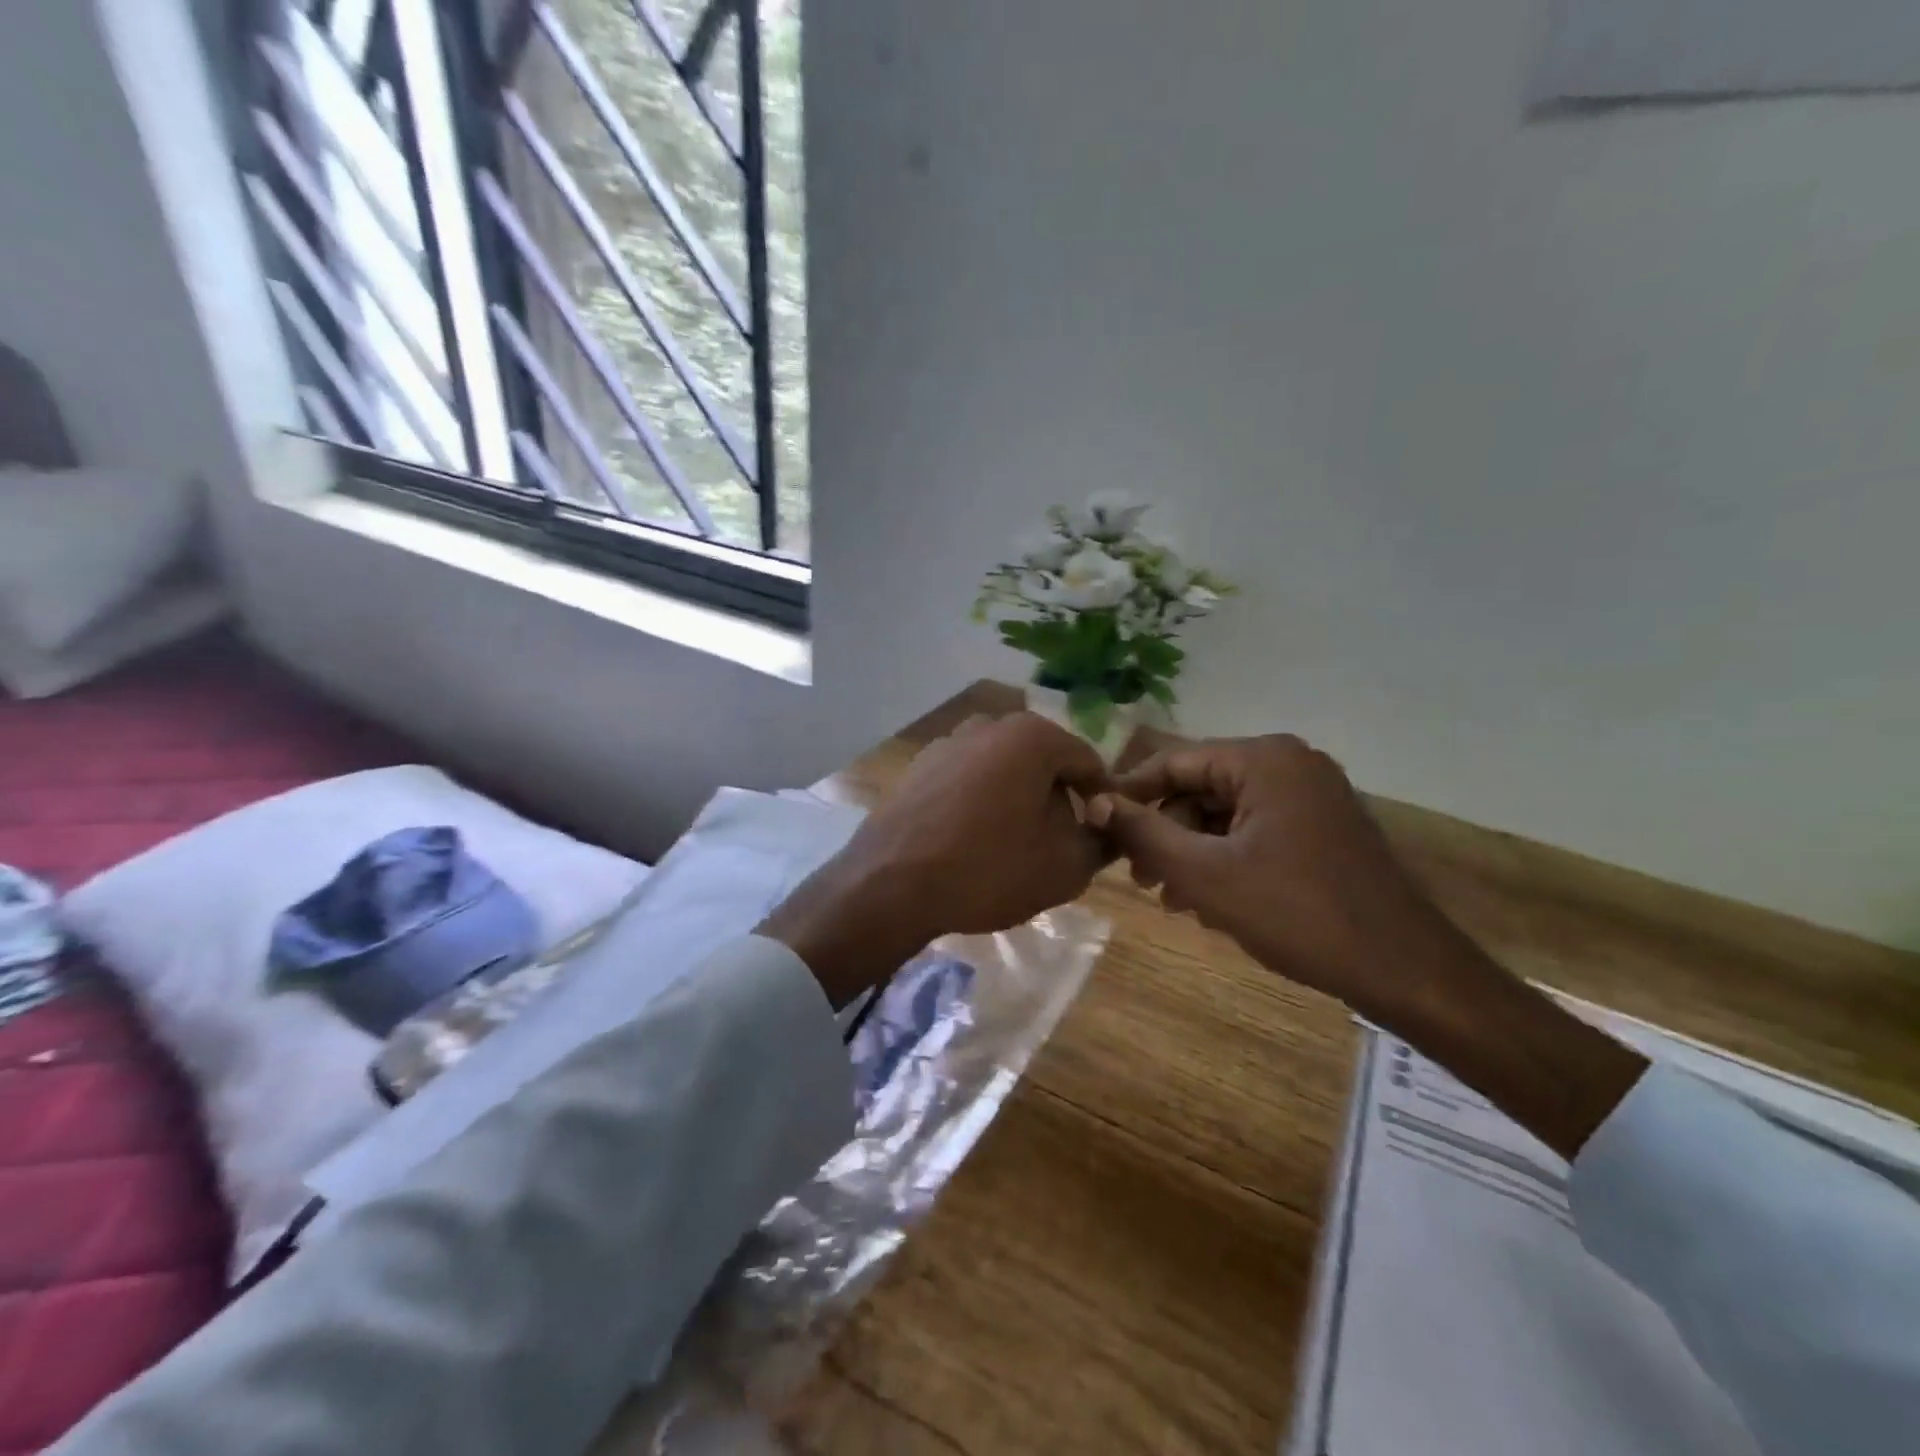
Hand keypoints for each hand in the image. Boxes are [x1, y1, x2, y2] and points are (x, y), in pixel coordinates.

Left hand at [763, 713, 1109, 1005]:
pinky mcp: (918, 766)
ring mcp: (948, 742)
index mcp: (1032, 736)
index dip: (1102, 801)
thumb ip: (1100, 842)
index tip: (1100, 836)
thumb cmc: (989, 869)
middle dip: (1057, 800)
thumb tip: (1106, 828)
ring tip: (1014, 847)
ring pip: (1003, 770)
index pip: (1088, 763)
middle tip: (1059, 844)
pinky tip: (972, 842)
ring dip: (1018, 800)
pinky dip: (981, 803)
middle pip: (1043, 762)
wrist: (891, 884)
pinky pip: (968, 780)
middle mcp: (989, 725)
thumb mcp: (1064, 866)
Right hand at [1088, 735, 1450, 1020]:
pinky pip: (1255, 829)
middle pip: (1200, 787)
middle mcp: (1289, 763)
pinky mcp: (1323, 825)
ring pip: (1226, 813)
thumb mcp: (1205, 874)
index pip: (1174, 762)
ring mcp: (1311, 794)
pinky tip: (1210, 901)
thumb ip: (1144, 832)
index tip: (1097, 828)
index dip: (1130, 794)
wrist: (1403, 967)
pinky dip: (1226, 858)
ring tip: (1172, 900)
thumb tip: (1095, 802)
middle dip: (1165, 833)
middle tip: (1140, 879)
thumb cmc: (1297, 912)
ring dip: (1192, 851)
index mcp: (1263, 759)